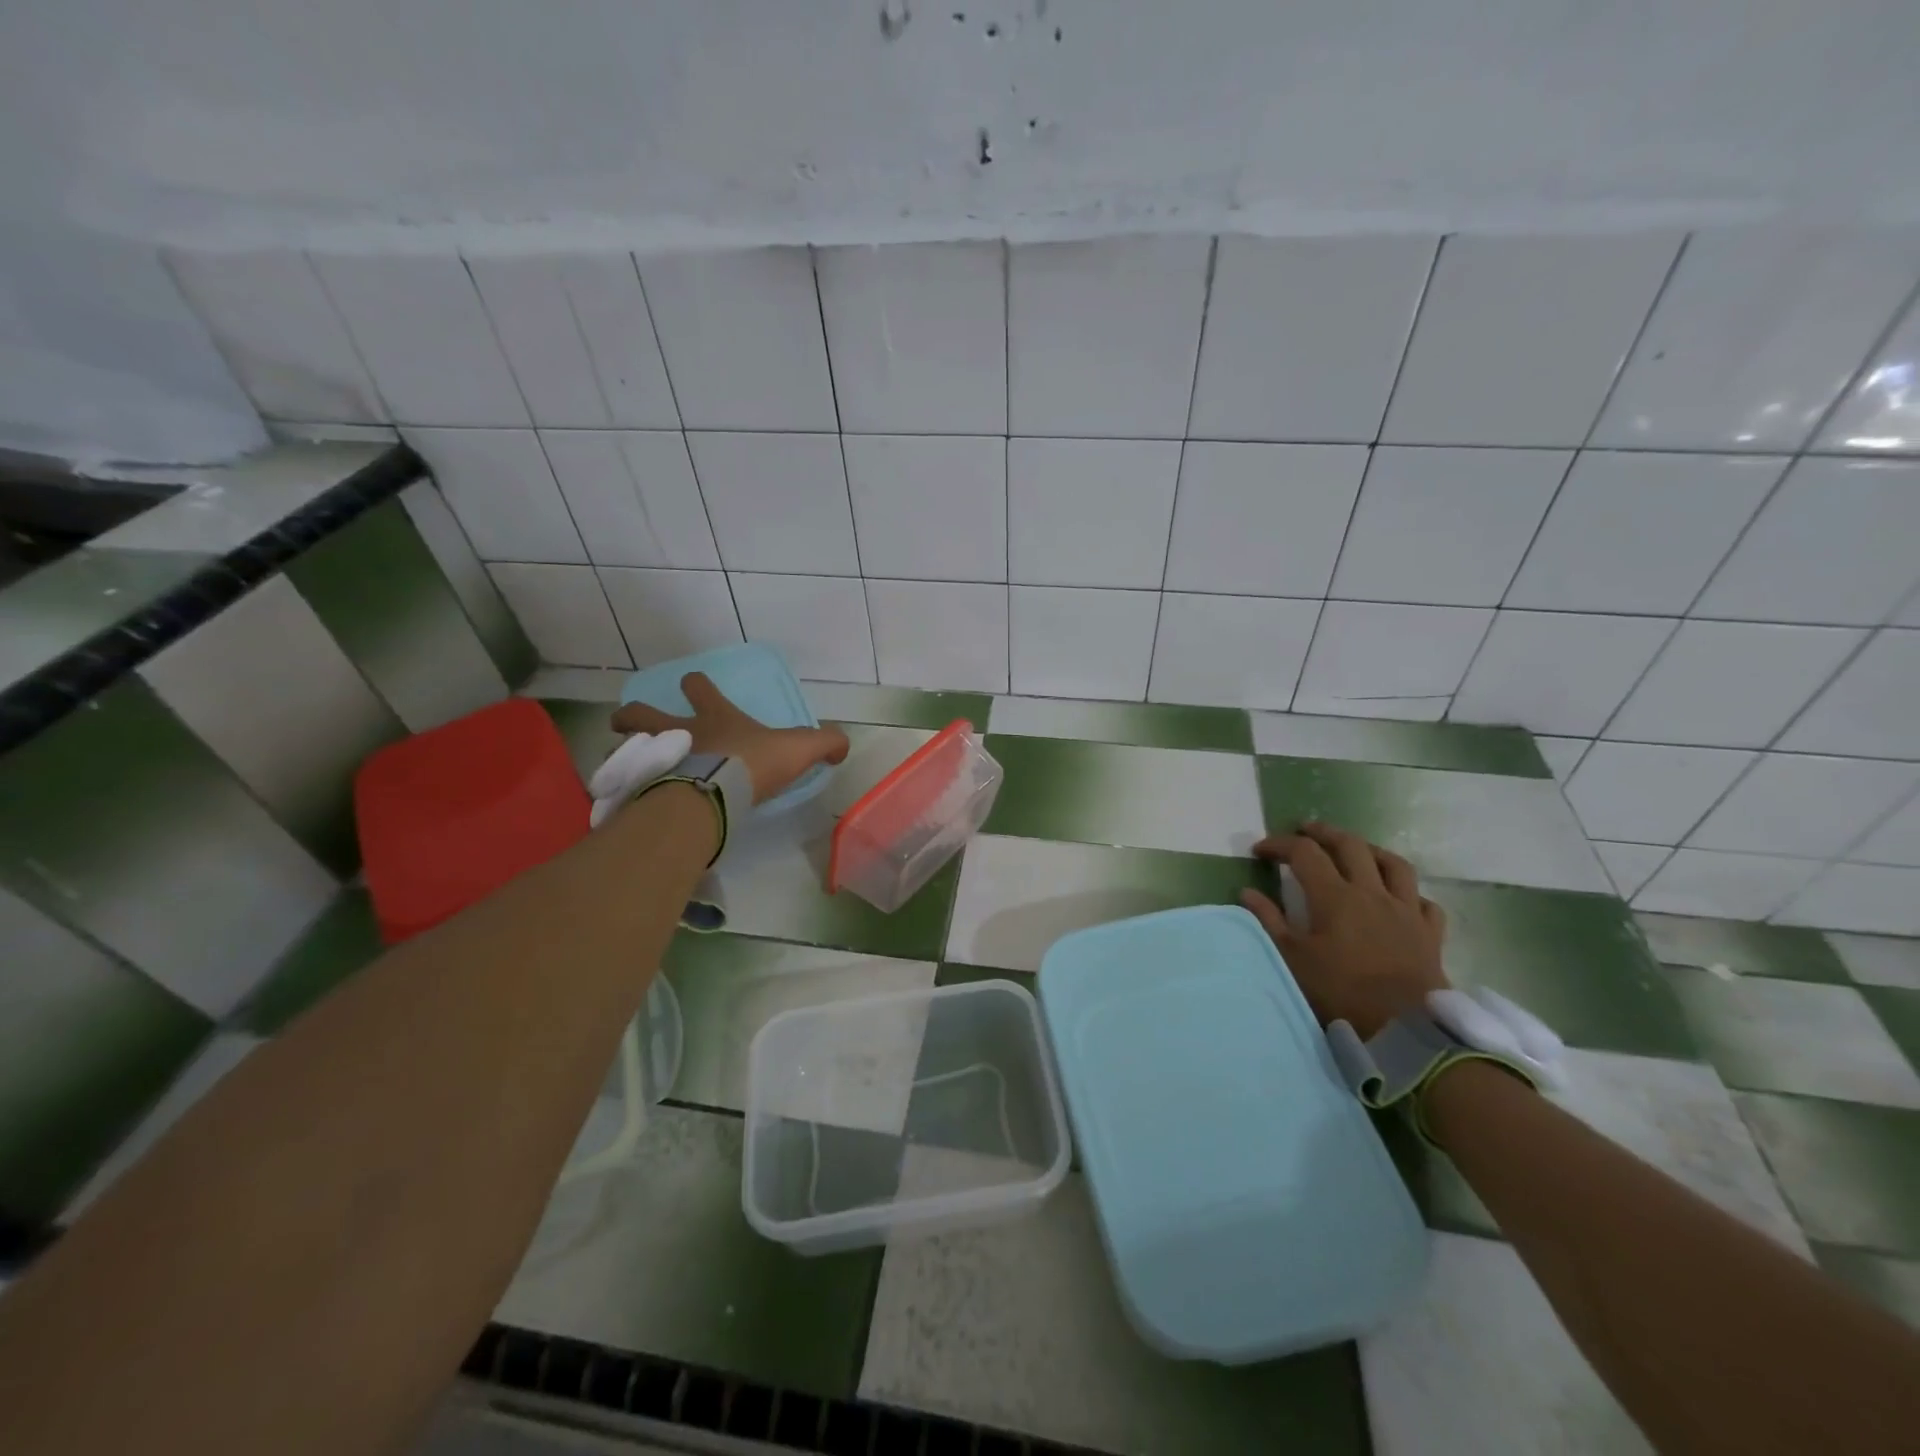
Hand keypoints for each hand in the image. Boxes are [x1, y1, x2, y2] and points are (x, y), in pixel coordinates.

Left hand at [609, 672, 848, 803]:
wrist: (714, 793)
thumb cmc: (754, 764)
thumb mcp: (800, 748)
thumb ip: (825, 742)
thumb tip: (841, 745)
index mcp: (716, 718)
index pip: (700, 687)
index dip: (697, 685)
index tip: (694, 686)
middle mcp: (680, 732)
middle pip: (644, 714)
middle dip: (635, 715)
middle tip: (628, 722)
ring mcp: (657, 757)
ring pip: (626, 744)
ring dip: (622, 747)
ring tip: (623, 760)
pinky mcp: (644, 786)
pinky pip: (626, 781)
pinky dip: (623, 784)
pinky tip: (626, 796)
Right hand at [1238, 822, 1449, 1038]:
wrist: (1406, 1029)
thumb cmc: (1341, 992)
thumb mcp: (1294, 959)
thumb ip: (1270, 921)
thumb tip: (1247, 893)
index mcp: (1335, 896)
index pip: (1305, 853)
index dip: (1280, 845)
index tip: (1261, 850)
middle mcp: (1371, 892)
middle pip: (1350, 846)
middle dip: (1324, 833)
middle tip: (1306, 830)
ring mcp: (1406, 910)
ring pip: (1393, 864)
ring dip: (1370, 850)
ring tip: (1356, 850)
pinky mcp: (1430, 933)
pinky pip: (1424, 901)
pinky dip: (1408, 893)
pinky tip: (1399, 898)